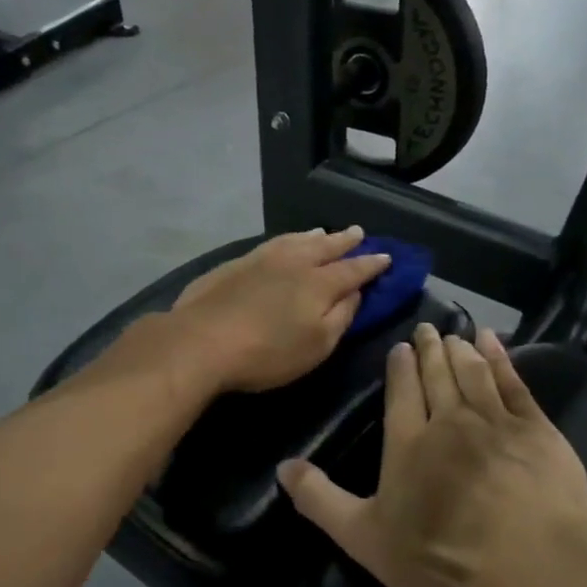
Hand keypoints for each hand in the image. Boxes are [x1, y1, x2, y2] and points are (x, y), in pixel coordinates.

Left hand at [168, 228, 391, 394]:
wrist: (201, 341)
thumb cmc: (267, 353)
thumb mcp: (317, 345)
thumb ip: (341, 317)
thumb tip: (354, 293)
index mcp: (319, 283)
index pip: (354, 270)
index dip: (371, 264)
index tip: (386, 257)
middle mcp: (294, 262)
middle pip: (326, 247)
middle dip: (345, 241)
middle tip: (358, 233)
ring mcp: (262, 259)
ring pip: (296, 240)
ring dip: (315, 237)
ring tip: (324, 233)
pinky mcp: (235, 264)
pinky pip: (272, 243)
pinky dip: (287, 240)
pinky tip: (285, 243)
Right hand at [278, 323, 586, 586]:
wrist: (530, 564)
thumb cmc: (442, 557)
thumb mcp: (365, 538)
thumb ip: (321, 501)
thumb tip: (283, 467)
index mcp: (408, 443)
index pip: (401, 393)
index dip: (400, 367)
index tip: (400, 347)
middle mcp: (449, 421)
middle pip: (437, 376)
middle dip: (430, 350)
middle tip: (427, 330)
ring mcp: (496, 421)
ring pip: (473, 373)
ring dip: (461, 350)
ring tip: (455, 334)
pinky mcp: (536, 429)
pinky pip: (513, 383)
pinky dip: (502, 359)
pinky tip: (494, 344)